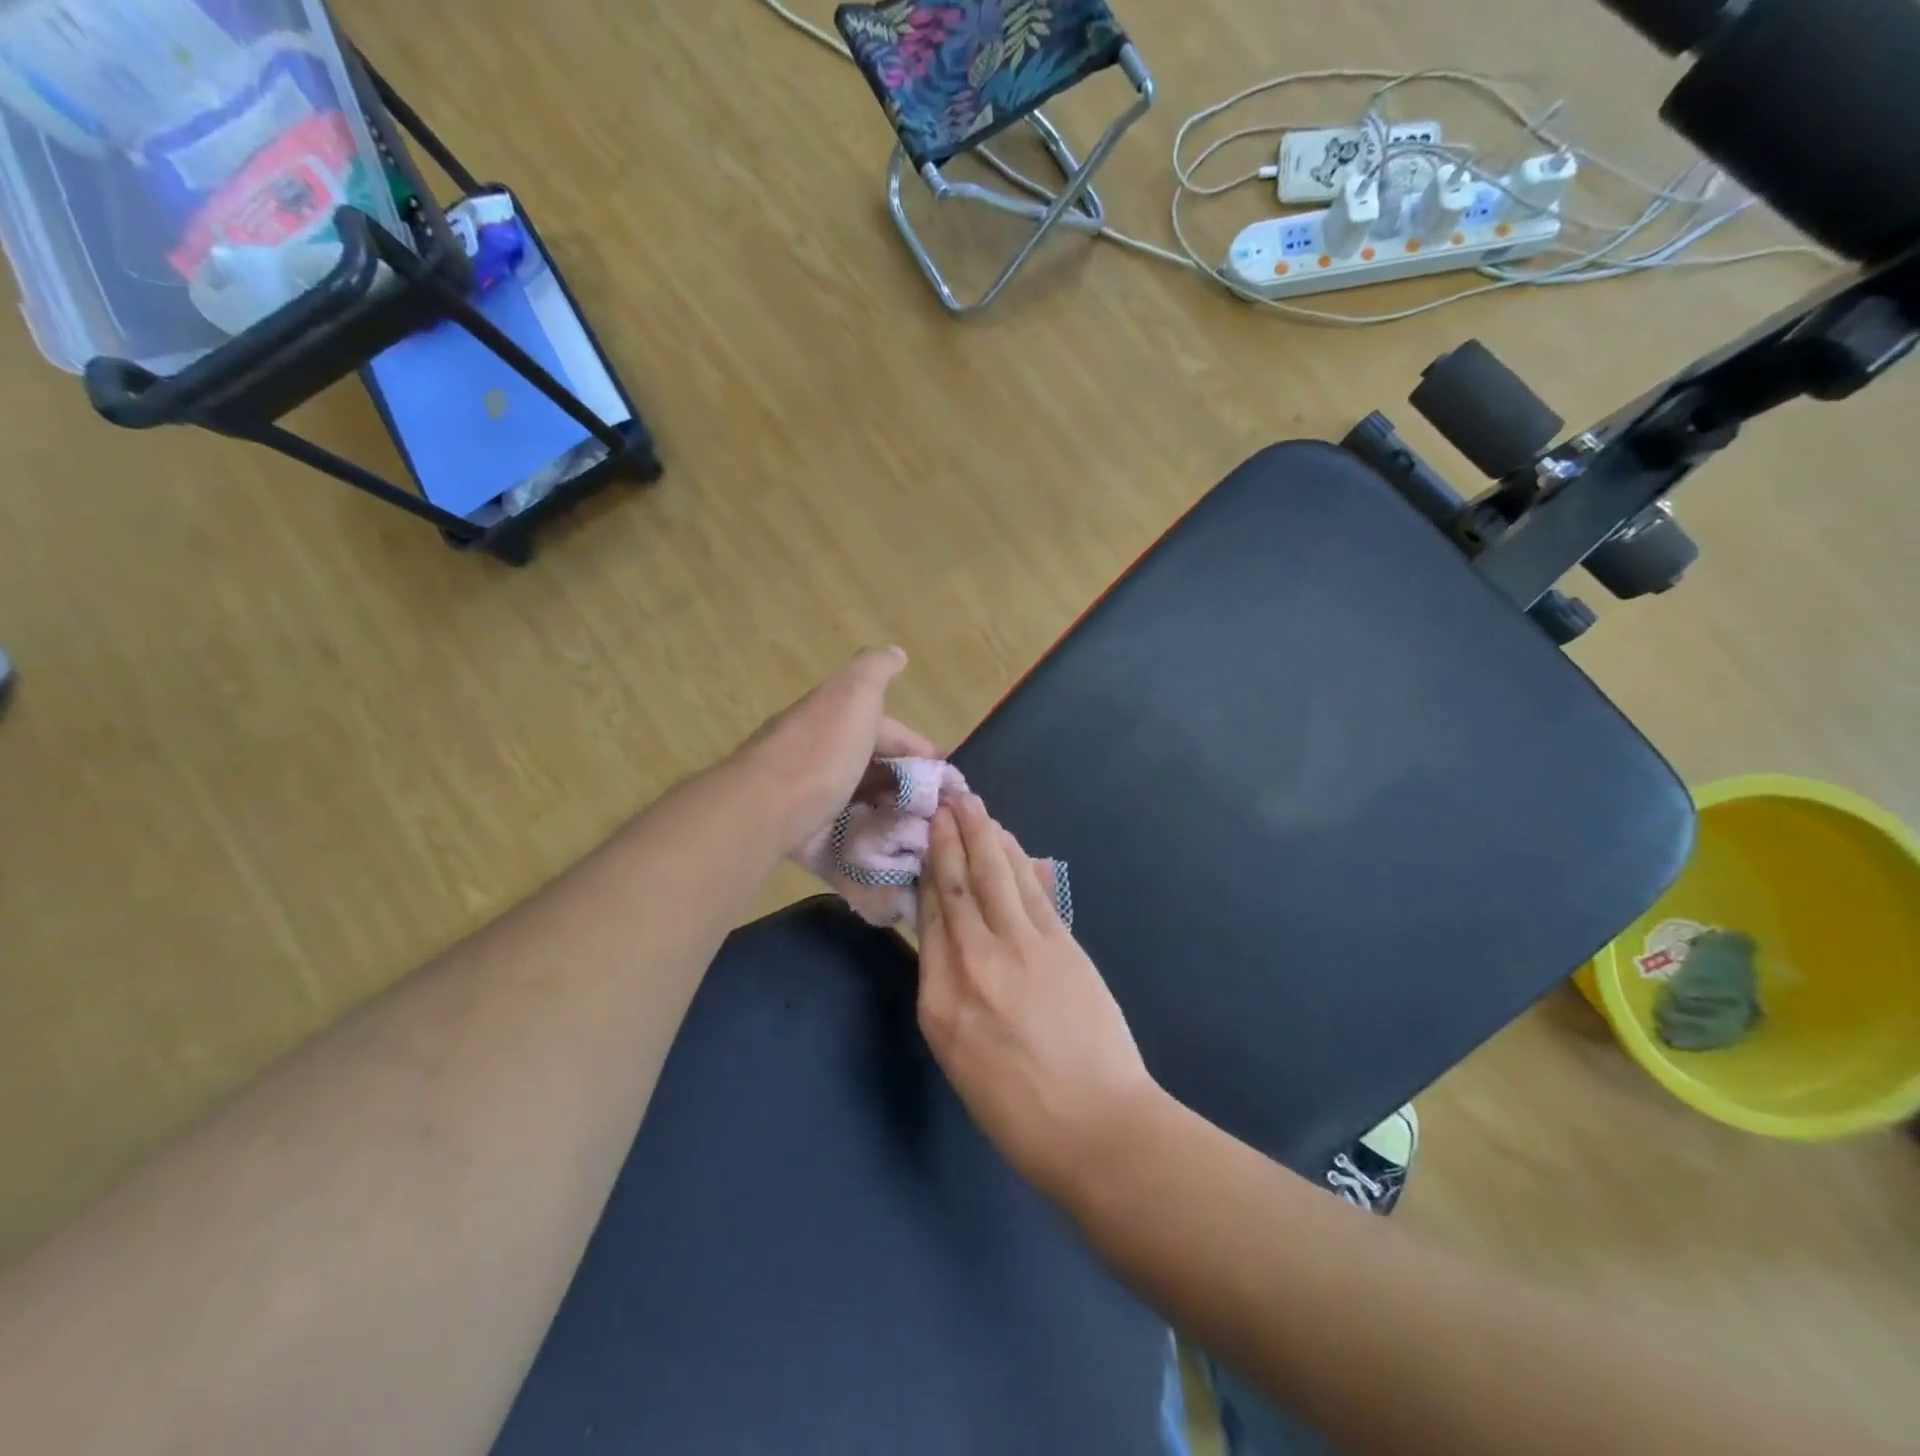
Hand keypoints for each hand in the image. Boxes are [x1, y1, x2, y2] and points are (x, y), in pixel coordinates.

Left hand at [736, 647, 936, 854]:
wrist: (763, 809)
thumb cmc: (819, 751)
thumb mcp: (854, 694)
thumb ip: (876, 670)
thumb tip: (896, 652)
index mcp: (832, 719)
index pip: (885, 730)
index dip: (917, 749)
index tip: (946, 779)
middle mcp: (819, 754)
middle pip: (872, 768)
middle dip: (905, 787)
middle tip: (938, 813)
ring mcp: (808, 798)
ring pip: (859, 804)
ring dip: (888, 817)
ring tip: (920, 836)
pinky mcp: (802, 835)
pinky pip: (842, 839)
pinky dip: (865, 844)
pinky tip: (889, 856)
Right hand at [916, 794, 1161, 1201]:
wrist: (1094, 1128)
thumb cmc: (1017, 1110)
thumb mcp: (959, 1057)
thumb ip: (948, 992)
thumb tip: (947, 941)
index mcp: (938, 1000)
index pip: (929, 916)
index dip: (927, 870)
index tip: (924, 838)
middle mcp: (972, 962)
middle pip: (957, 884)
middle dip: (950, 837)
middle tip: (945, 800)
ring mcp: (1019, 948)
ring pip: (994, 876)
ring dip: (982, 835)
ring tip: (971, 804)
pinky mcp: (1060, 944)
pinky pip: (1030, 889)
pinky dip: (1017, 859)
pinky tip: (1009, 841)